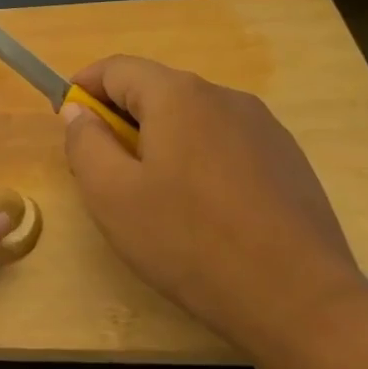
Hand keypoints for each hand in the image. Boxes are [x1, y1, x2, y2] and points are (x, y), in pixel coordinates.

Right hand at [62, 55, 367, 364]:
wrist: (300, 300)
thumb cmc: (189, 242)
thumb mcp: (111, 196)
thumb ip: (84, 143)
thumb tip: (78, 112)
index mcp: (179, 96)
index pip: (116, 68)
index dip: (83, 88)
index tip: (66, 120)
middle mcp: (225, 97)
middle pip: (156, 91)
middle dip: (121, 120)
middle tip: (105, 171)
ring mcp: (264, 127)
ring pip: (192, 119)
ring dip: (160, 141)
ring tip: (153, 198)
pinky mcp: (288, 159)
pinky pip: (226, 144)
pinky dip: (198, 160)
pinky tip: (203, 212)